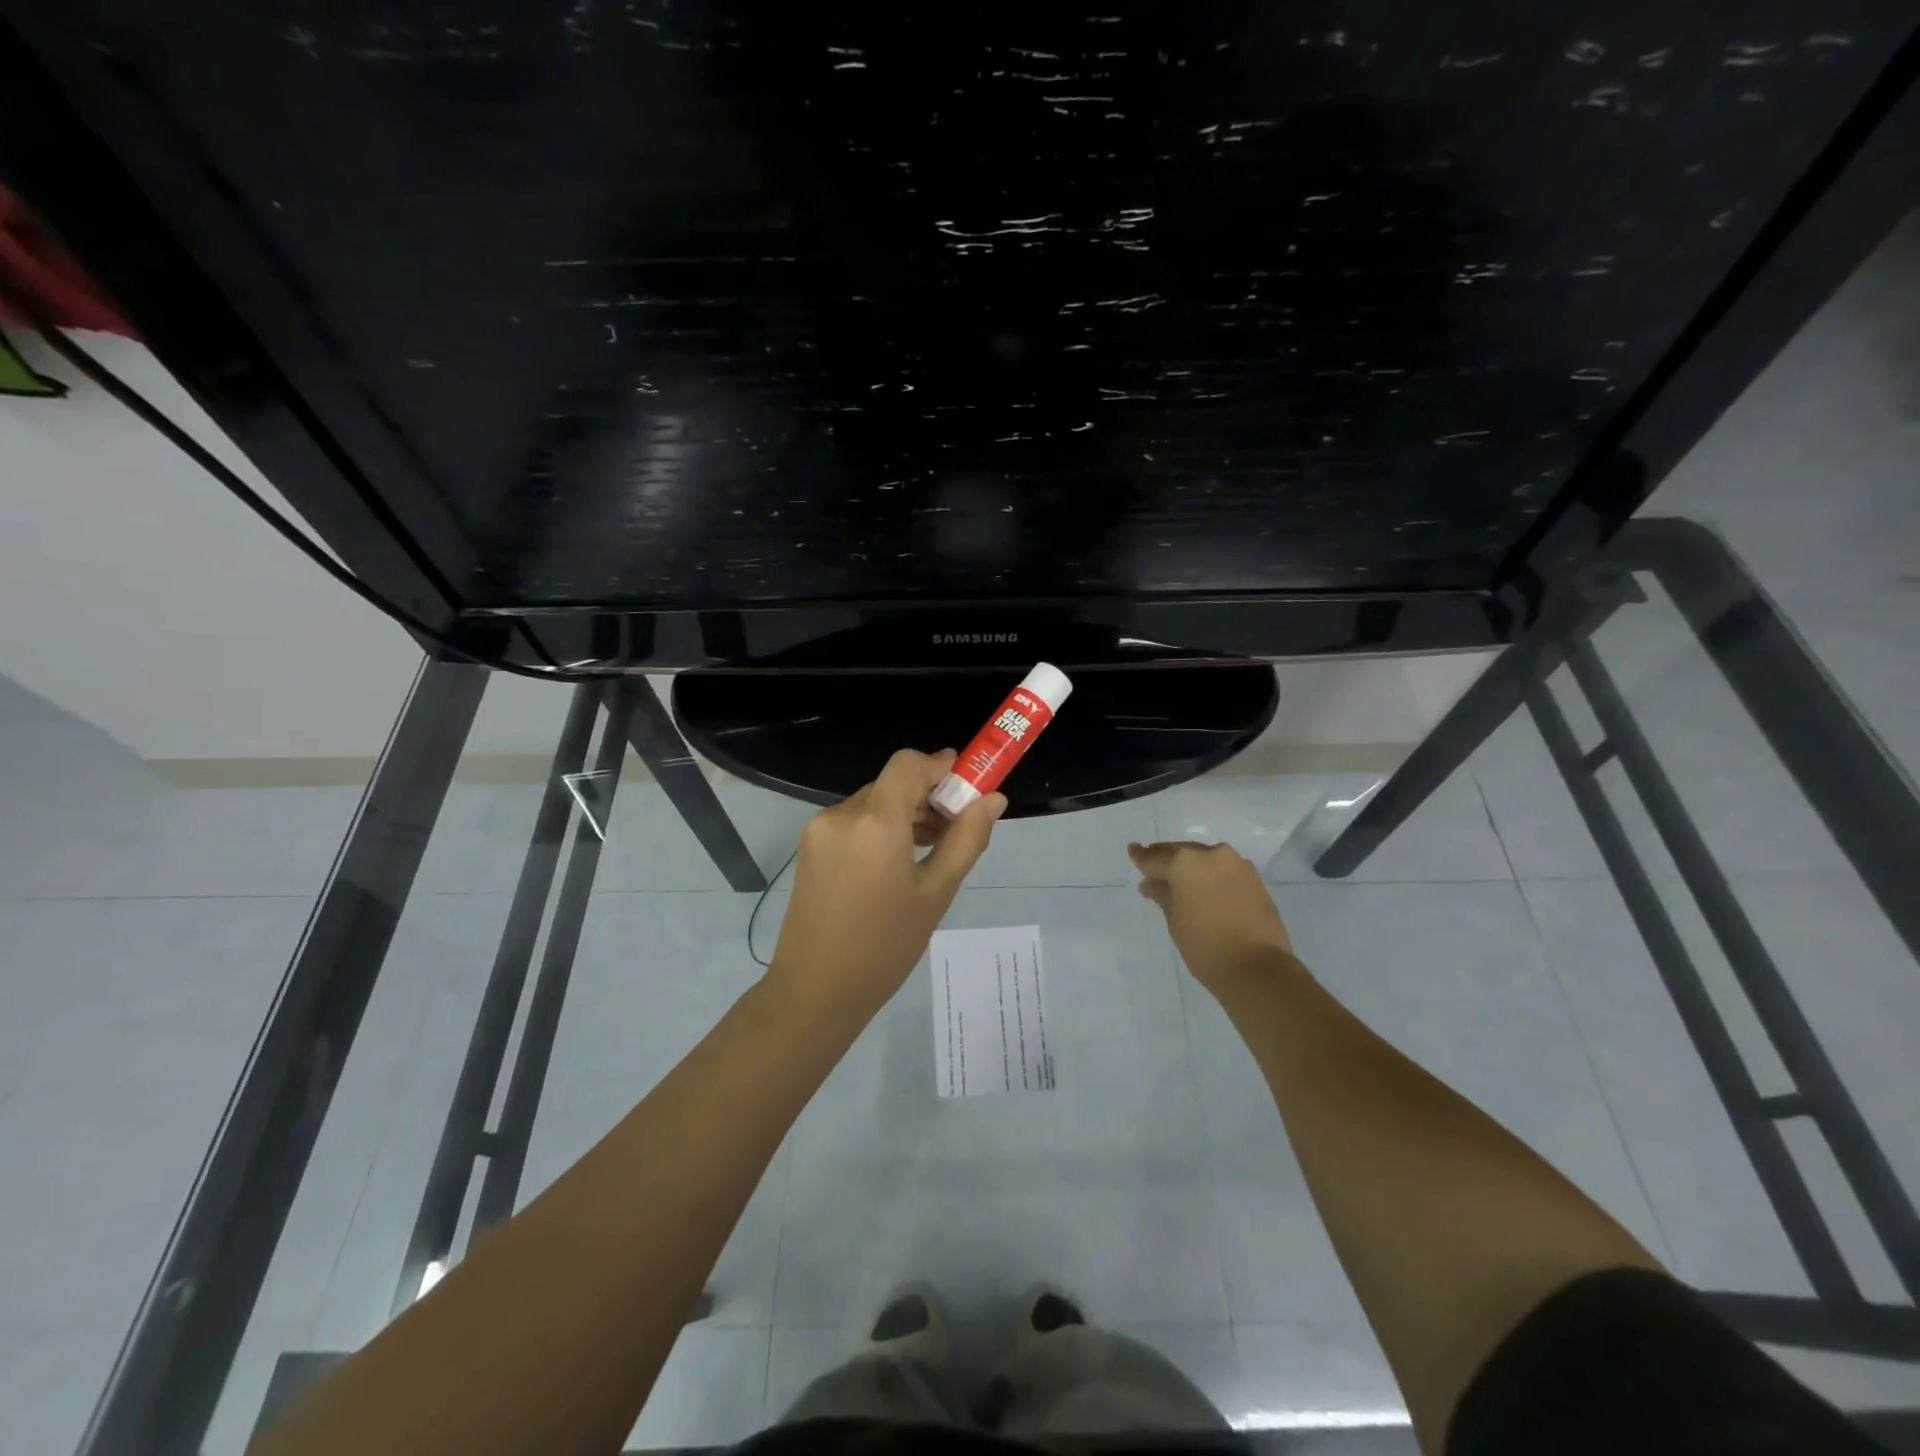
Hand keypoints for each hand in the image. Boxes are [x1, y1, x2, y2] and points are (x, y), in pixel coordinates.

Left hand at [769, 749, 1005, 1018]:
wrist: (815, 991)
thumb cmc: (885, 946)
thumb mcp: (936, 893)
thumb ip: (966, 839)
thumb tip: (993, 799)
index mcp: (875, 820)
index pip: (908, 764)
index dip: (939, 765)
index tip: (965, 784)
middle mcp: (842, 813)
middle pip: (892, 783)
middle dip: (926, 795)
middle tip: (955, 828)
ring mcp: (820, 829)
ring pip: (872, 802)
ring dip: (903, 812)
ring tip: (930, 849)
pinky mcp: (809, 848)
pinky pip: (853, 821)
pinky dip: (879, 827)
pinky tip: (896, 862)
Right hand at [1128, 841, 1297, 990]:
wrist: (1258, 969)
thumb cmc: (1205, 946)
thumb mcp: (1175, 920)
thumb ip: (1162, 895)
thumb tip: (1151, 883)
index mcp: (1185, 862)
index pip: (1155, 857)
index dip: (1141, 857)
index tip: (1133, 851)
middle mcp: (1210, 854)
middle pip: (1181, 852)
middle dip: (1167, 860)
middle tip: (1153, 868)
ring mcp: (1236, 864)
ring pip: (1205, 858)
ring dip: (1191, 866)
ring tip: (1179, 880)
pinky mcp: (1254, 878)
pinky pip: (1224, 869)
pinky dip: (1211, 874)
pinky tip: (1205, 887)